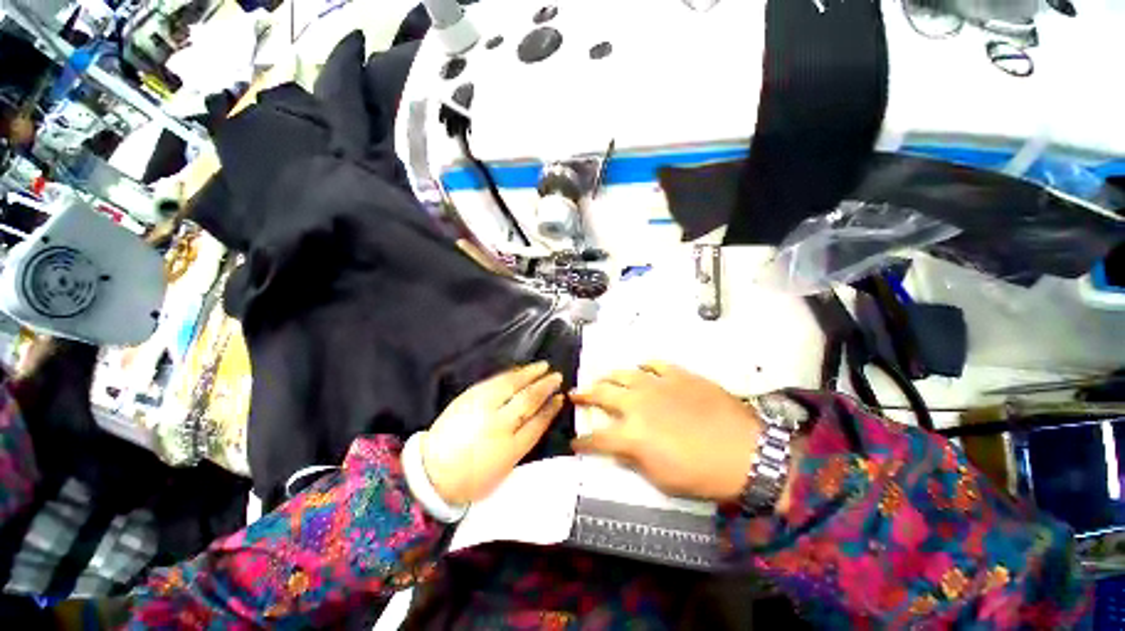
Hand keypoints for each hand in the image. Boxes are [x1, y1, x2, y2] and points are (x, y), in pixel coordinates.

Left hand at [422, 362, 564, 504]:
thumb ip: (523, 443)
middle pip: (528, 400)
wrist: (432, 473)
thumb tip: (538, 419)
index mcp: (510, 448)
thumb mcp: (504, 469)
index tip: (560, 398)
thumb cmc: (472, 478)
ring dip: (530, 374)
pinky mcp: (469, 397)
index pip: (538, 422)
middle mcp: (499, 424)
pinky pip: (494, 381)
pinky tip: (518, 370)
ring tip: (542, 366)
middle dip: (545, 386)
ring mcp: (482, 407)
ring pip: (512, 385)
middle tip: (557, 376)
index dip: (551, 408)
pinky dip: (510, 374)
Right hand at [570, 362, 760, 500]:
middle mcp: (637, 403)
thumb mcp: (661, 479)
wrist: (746, 452)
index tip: (575, 442)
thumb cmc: (702, 473)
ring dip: (608, 377)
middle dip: (584, 395)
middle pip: (602, 394)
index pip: (596, 438)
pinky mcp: (677, 374)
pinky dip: (644, 366)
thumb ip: (634, 459)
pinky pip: (654, 364)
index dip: (582, 441)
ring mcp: (657, 384)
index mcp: (631, 433)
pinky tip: (641, 368)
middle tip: (575, 395)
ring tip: (602, 379)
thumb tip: (619, 448)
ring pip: (623, 374)